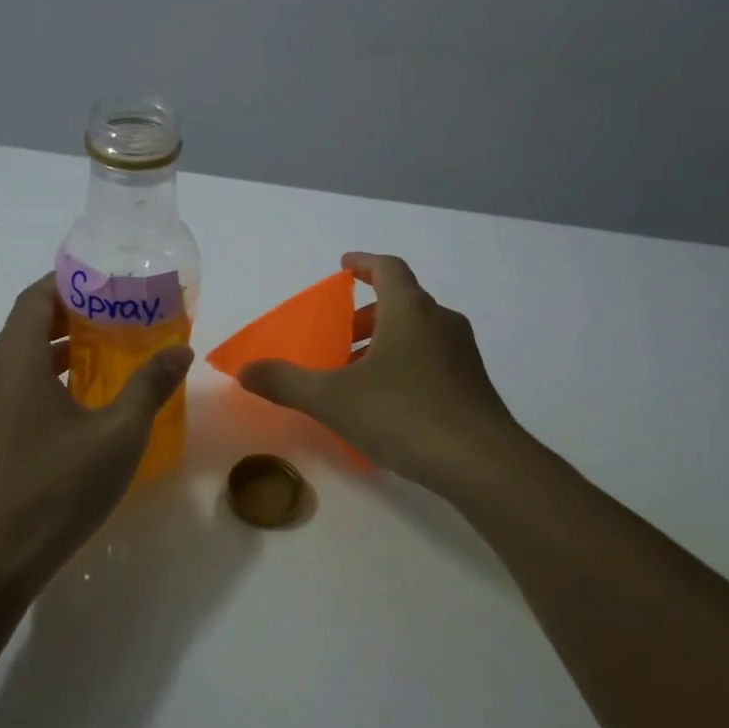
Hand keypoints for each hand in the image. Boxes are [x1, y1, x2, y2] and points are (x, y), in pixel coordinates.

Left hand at [0, 274, 192, 583]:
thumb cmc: (58, 488)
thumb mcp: (117, 434)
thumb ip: (149, 386)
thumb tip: (180, 349)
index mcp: (13, 362)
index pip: (36, 298)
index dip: (71, 282)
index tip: (110, 282)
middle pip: (28, 325)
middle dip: (74, 314)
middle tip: (122, 314)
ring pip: (23, 358)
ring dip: (62, 349)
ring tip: (112, 351)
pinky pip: (19, 386)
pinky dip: (51, 378)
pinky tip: (88, 399)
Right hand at [238, 253, 522, 495]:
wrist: (482, 463)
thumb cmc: (403, 414)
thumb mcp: (332, 399)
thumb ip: (286, 382)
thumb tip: (246, 371)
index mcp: (410, 310)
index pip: (388, 269)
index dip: (364, 263)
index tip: (343, 266)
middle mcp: (441, 322)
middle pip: (401, 302)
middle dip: (366, 314)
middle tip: (338, 336)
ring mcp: (462, 354)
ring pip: (418, 333)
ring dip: (385, 342)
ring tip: (356, 374)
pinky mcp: (473, 386)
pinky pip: (432, 360)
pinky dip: (405, 365)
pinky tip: (387, 403)